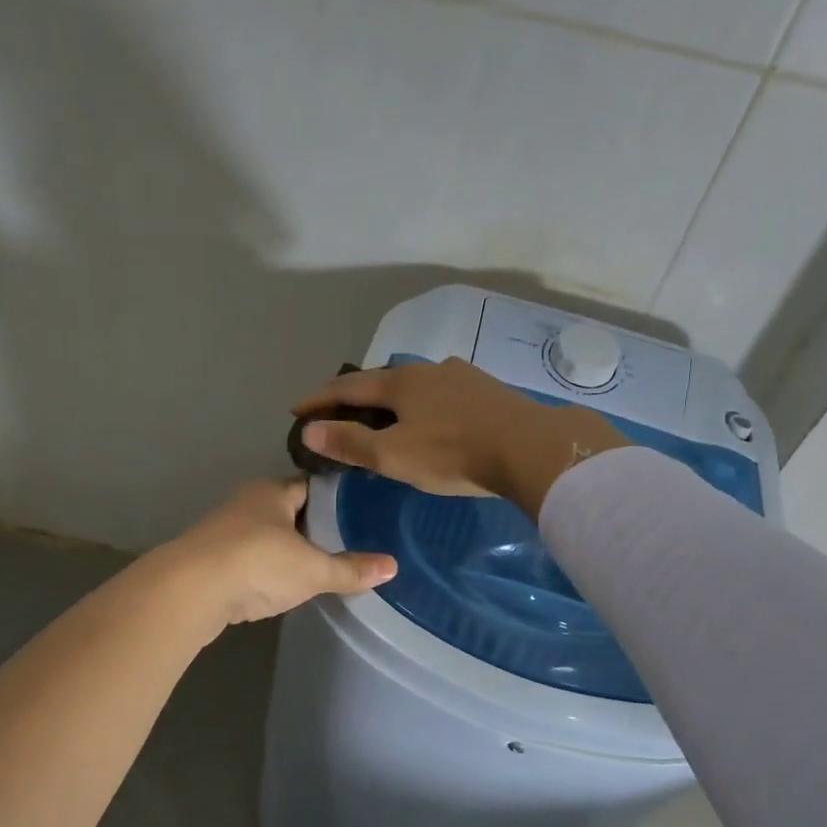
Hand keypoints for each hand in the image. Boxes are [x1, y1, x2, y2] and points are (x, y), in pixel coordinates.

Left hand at [163, 480, 395, 626]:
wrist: (189, 591)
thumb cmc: (258, 563)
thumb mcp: (312, 569)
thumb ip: (350, 569)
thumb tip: (393, 566)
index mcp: (272, 491)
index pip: (311, 486)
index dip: (336, 498)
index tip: (361, 511)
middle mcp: (247, 503)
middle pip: (288, 510)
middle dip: (313, 525)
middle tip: (349, 541)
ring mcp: (225, 531)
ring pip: (266, 535)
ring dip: (287, 549)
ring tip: (320, 565)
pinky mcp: (211, 560)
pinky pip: (249, 559)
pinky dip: (266, 569)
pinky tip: (282, 585)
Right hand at [292, 358, 629, 512]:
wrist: (529, 447)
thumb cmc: (452, 454)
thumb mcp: (393, 455)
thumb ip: (350, 442)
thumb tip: (309, 430)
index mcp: (399, 383)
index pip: (347, 386)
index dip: (319, 399)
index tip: (297, 409)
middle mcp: (427, 370)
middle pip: (381, 379)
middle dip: (355, 395)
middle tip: (338, 412)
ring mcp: (460, 376)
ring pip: (415, 384)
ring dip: (392, 397)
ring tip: (385, 413)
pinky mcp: (486, 389)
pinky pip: (442, 392)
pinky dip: (423, 403)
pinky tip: (433, 415)